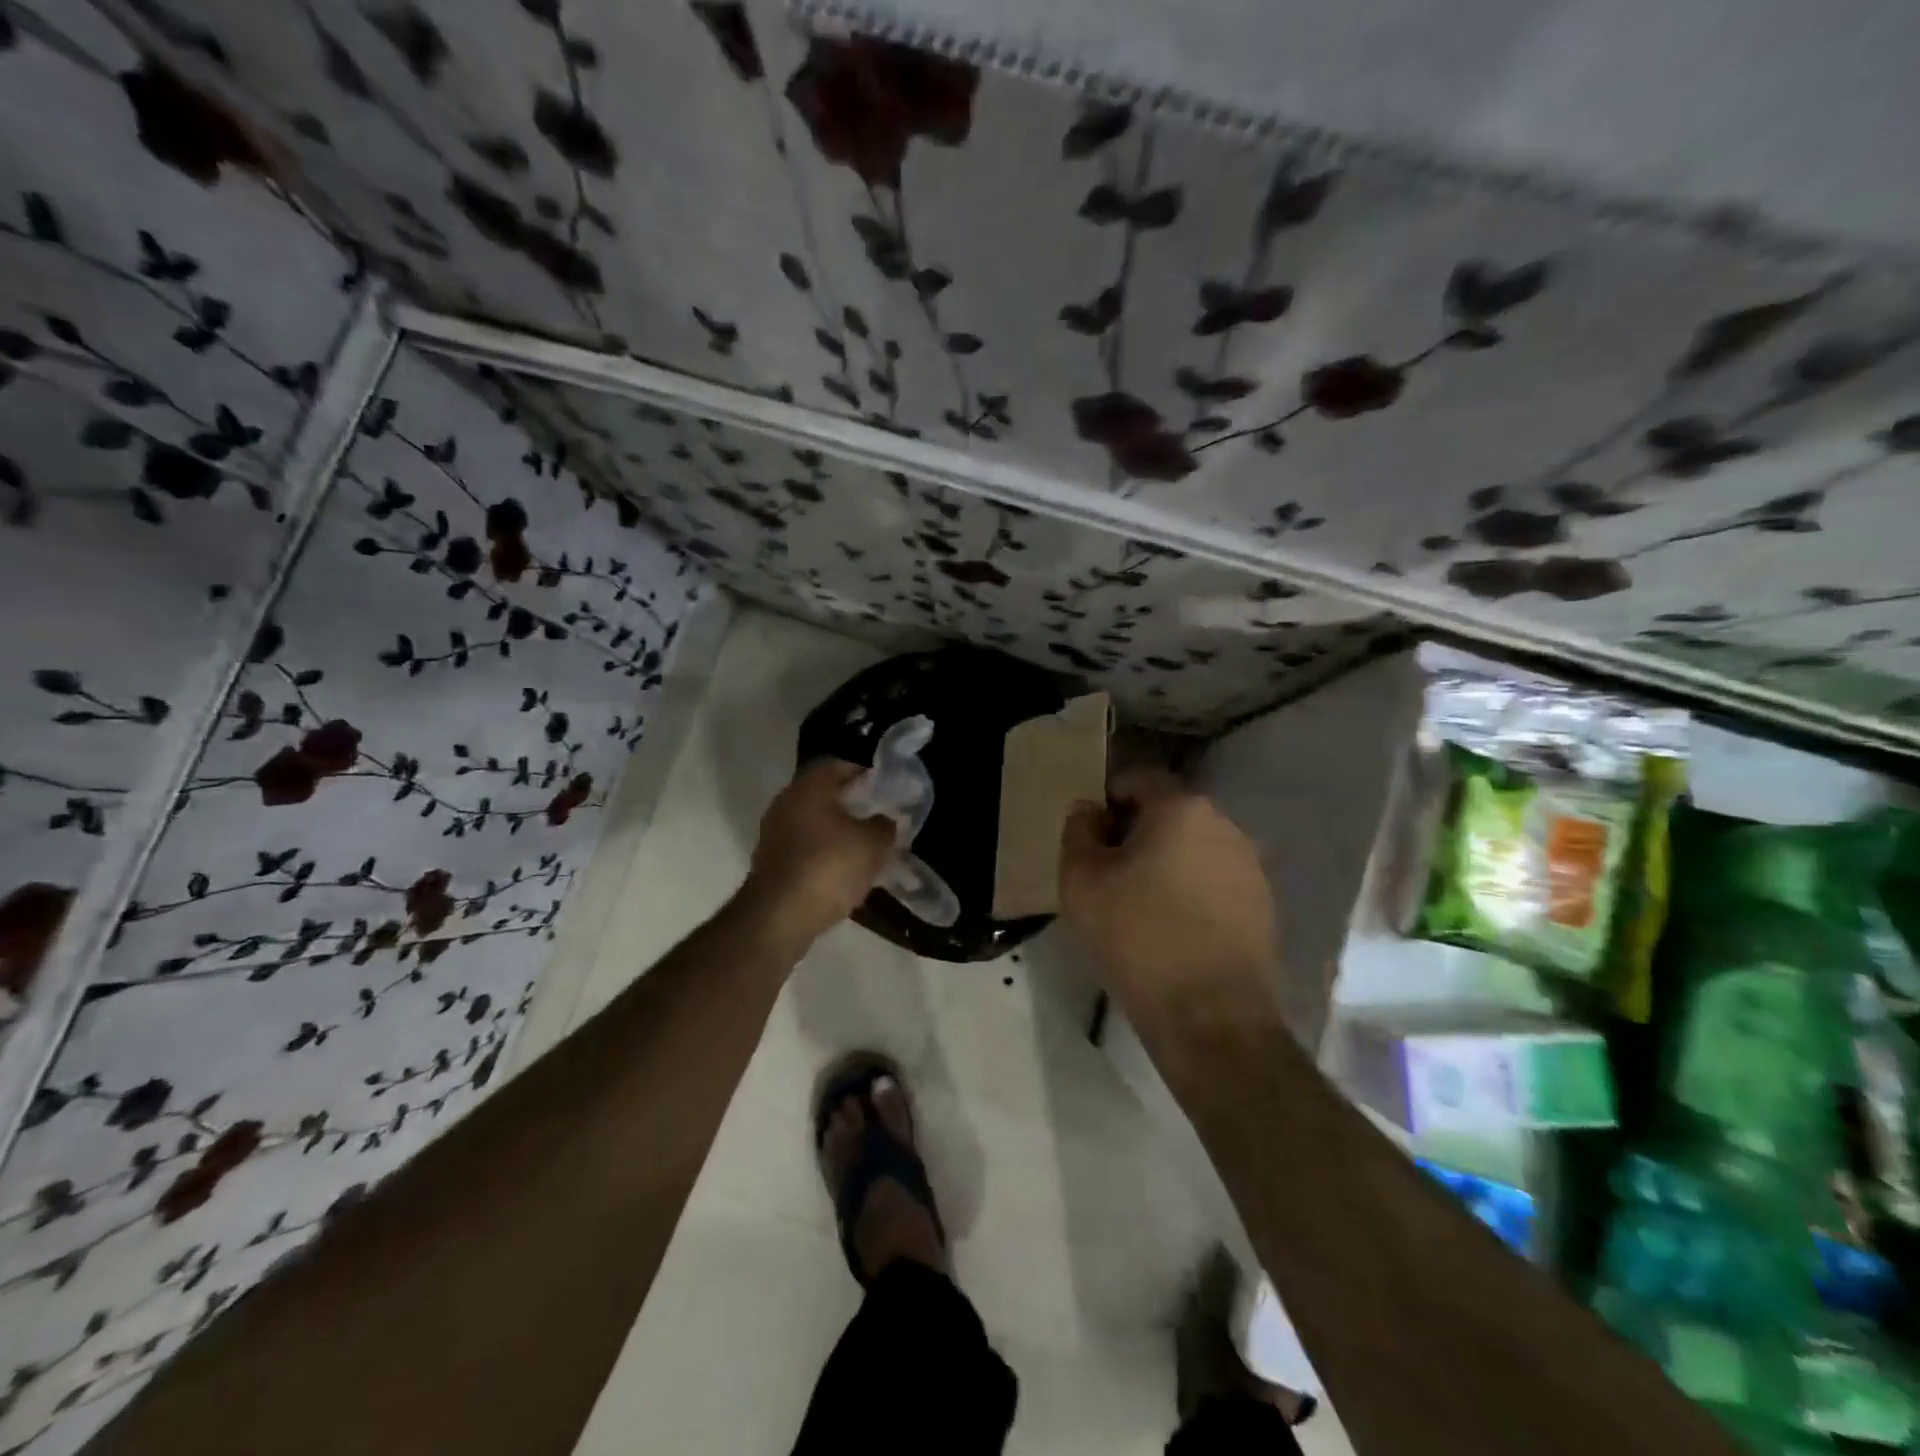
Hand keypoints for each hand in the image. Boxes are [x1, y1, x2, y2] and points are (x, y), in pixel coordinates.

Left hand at [740, 759, 895, 944]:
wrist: (779, 917)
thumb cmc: (829, 867)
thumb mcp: (873, 844)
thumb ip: (885, 825)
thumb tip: (885, 819)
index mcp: (809, 786)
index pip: (840, 765)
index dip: (867, 774)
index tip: (888, 788)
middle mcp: (786, 801)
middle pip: (825, 793)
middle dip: (853, 803)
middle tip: (880, 816)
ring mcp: (774, 832)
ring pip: (814, 821)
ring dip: (838, 830)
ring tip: (866, 845)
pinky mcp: (771, 860)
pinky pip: (805, 846)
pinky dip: (824, 851)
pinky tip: (844, 868)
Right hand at [1060, 768, 1280, 1037]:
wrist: (1210, 1018)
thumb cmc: (1137, 937)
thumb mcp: (1081, 880)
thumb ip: (1078, 831)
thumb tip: (1089, 811)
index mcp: (1182, 808)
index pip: (1137, 780)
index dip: (1106, 802)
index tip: (1088, 839)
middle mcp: (1225, 825)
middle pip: (1168, 813)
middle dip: (1135, 833)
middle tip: (1107, 873)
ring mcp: (1250, 866)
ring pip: (1193, 848)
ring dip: (1165, 863)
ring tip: (1139, 905)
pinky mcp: (1263, 905)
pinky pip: (1214, 882)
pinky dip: (1190, 891)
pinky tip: (1172, 929)